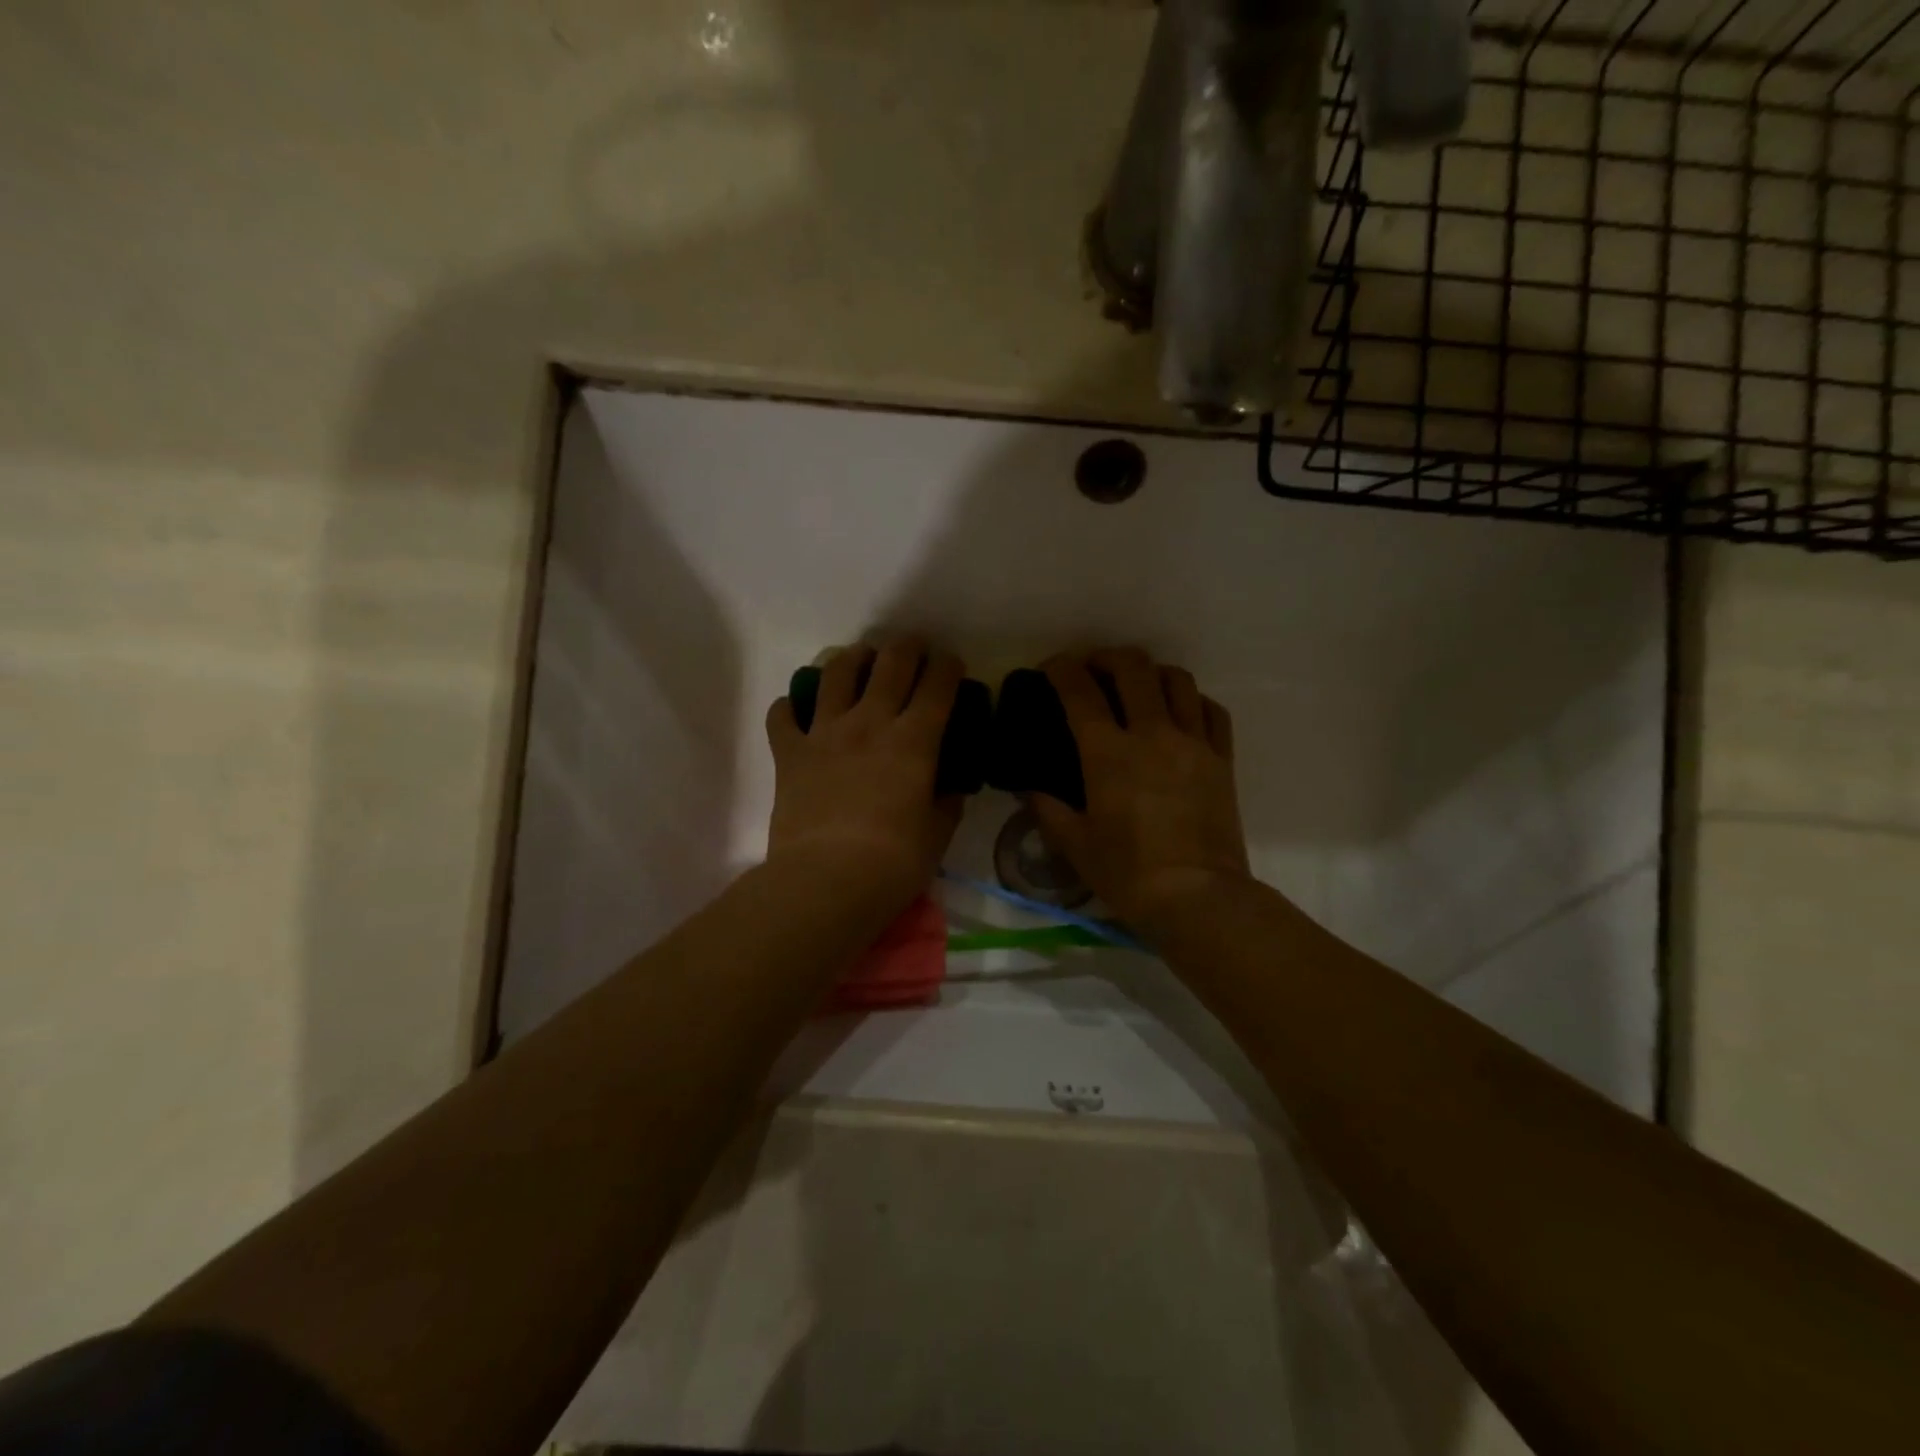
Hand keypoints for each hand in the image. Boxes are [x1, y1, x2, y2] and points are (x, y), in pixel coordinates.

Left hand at [765, 637, 965, 912]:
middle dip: (906, 647)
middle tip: (912, 649)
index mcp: (914, 741)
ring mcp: (824, 733)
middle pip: (890, 664)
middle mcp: (870, 723)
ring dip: (852, 659)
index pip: (937, 685)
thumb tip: (949, 786)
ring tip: (859, 660)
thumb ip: (946, 802)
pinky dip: (790, 706)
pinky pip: (783, 715)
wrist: (825, 881)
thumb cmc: (893, 863)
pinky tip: (797, 709)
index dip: (948, 666)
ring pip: (836, 674)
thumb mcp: (937, 834)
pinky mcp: (789, 752)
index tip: (951, 664)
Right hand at [1026, 648, 1251, 932]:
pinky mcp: (1222, 759)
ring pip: (1177, 680)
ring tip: (1138, 685)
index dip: (1061, 670)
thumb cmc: (1128, 873)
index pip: (1080, 691)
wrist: (1198, 897)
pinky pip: (1211, 710)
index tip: (1051, 668)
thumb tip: (1031, 789)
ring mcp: (1193, 742)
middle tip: (1093, 667)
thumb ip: (1048, 809)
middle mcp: (1152, 733)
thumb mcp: (1075, 844)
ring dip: (1151, 673)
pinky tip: (1180, 712)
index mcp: (1108, 753)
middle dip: (1107, 657)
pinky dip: (1192, 700)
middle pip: (1133, 668)